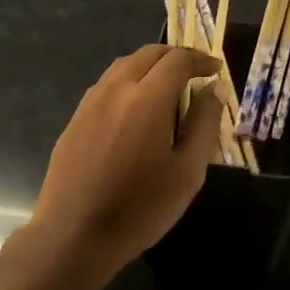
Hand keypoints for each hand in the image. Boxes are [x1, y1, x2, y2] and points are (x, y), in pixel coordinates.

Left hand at [31, 44, 223, 274]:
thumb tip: (213, 90)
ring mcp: (89, 103)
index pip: (178, 60)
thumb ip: (203, 124)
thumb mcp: (187, 172)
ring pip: (122, 67)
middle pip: (147, 55)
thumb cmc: (140, 208)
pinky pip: (105, 87)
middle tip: (195, 71)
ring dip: (149, 66)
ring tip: (167, 86)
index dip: (201, 59)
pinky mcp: (74, 120)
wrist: (75, 234)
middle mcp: (115, 90)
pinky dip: (128, 83)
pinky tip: (135, 109)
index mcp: (147, 98)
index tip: (215, 70)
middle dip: (175, 56)